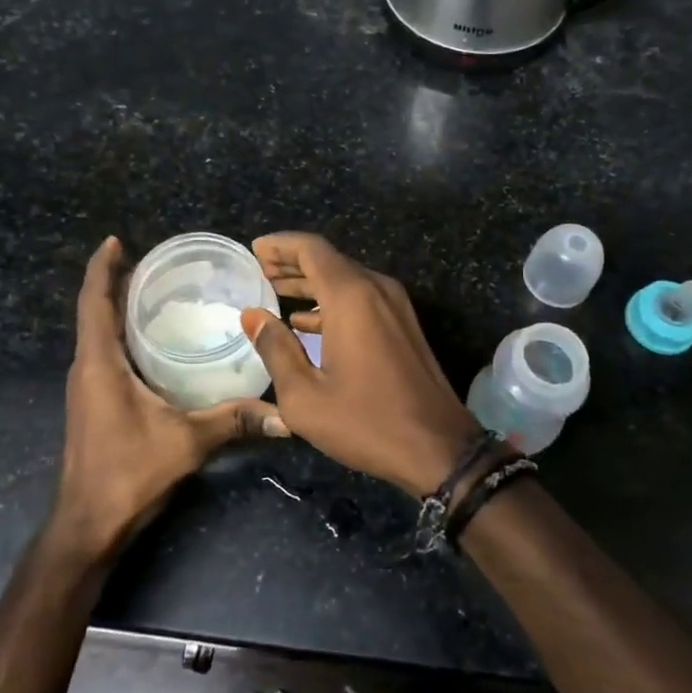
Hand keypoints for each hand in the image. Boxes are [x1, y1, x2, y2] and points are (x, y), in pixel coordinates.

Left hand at [54, 237, 282, 561]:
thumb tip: (284, 414)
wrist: (88, 526)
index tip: (115, 241)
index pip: (94, 302)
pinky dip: (124, 335)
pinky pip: (106, 354)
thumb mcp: (186, 442)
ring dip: (119, 309)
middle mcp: (87, 369)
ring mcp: (87, 388)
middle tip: (156, 262)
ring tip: (159, 291)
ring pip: (100, 335)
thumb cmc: (127, 474)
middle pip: (96, 312)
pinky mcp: (94, 404)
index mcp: (98, 364)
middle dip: (118, 282)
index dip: (102, 268)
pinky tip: (156, 341)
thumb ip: (233, 420)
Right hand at [240, 232, 478, 497]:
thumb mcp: (304, 395)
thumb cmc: (365, 422)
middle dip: (291, 262)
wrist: (438, 448)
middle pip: (329, 260)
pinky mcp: (404, 325)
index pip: (311, 249)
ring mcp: (395, 306)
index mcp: (351, 296)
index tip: (254, 249)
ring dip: (310, 283)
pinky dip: (331, 301)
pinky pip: (361, 298)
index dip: (280, 245)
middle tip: (259, 270)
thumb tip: (253, 315)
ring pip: (346, 279)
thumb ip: (275, 349)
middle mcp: (376, 289)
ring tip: (275, 292)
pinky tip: (307, 322)